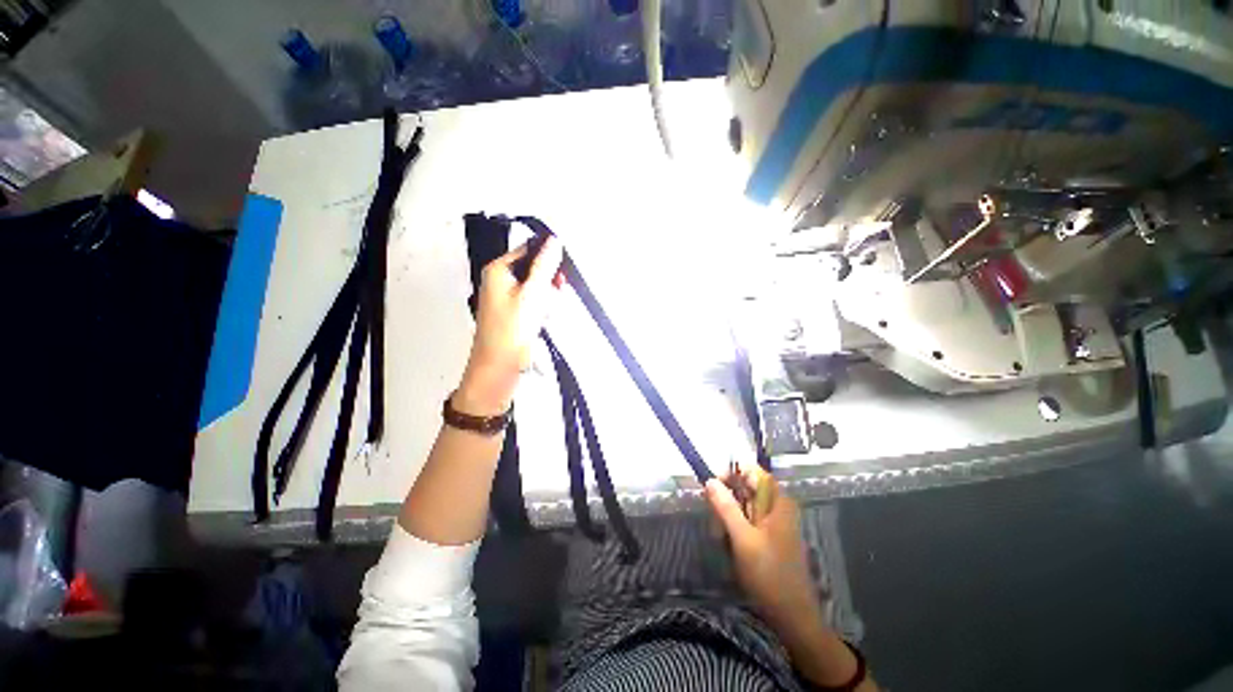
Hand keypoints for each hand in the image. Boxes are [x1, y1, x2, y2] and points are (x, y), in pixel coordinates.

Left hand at [456, 237, 563, 415]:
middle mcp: (501, 281)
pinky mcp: (515, 313)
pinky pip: (535, 303)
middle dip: (548, 283)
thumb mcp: (532, 294)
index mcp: (498, 270)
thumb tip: (554, 241)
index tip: (561, 271)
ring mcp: (508, 298)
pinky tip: (541, 320)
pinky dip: (542, 309)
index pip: (528, 250)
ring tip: (544, 313)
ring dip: (547, 298)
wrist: (499, 367)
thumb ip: (544, 267)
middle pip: (534, 269)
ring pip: (538, 287)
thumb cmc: (510, 330)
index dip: (547, 257)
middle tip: (553, 294)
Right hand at [705, 470, 823, 637]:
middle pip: (747, 488)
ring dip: (729, 516)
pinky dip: (735, 528)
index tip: (712, 485)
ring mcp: (774, 522)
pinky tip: (728, 543)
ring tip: (720, 536)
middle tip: (715, 518)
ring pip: (744, 506)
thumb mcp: (743, 539)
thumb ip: (726, 507)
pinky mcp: (770, 537)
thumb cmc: (769, 574)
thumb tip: (710, 480)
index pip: (753, 471)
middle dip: (727, 499)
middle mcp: (778, 507)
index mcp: (778, 502)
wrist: (792, 616)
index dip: (732, 473)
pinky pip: (747, 521)